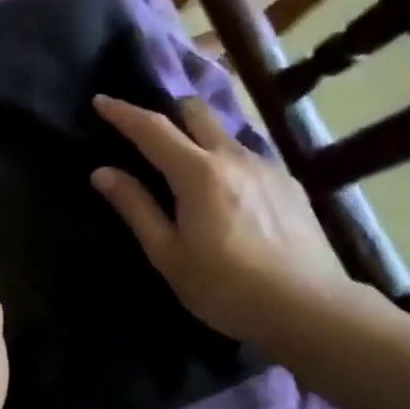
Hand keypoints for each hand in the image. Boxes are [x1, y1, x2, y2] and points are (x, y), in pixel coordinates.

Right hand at [91, 95, 350, 340]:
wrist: (308, 308)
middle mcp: (233, 157)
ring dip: (200, 138)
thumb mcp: (168, 253)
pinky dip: (227, 162)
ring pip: (225, 134)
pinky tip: (229, 194)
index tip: (100, 100)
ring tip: (190, 168)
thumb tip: (103, 172)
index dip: (123, 112)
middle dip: (168, 111)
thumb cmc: (225, 287)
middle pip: (196, 112)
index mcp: (198, 173)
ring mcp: (267, 167)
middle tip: (149, 130)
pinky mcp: (290, 184)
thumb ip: (136, 207)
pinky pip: (249, 157)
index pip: (152, 128)